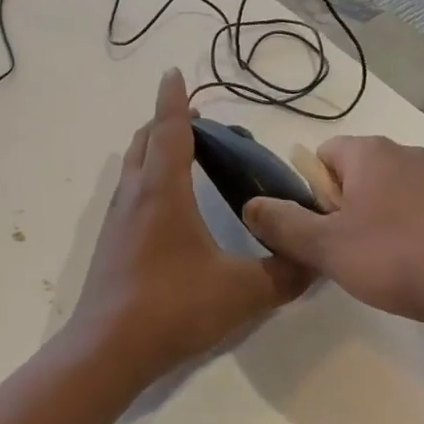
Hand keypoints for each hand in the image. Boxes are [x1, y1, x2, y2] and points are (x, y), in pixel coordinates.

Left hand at [68, 69, 309, 383]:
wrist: (106, 350)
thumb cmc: (172, 307)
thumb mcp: (241, 293)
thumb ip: (284, 274)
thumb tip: (317, 260)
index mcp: (163, 190)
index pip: (169, 129)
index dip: (174, 99)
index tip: (174, 72)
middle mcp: (135, 193)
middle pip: (145, 140)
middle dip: (167, 122)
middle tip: (200, 126)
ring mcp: (118, 217)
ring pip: (134, 164)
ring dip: (155, 149)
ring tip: (187, 157)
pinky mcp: (111, 240)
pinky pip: (130, 189)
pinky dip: (148, 176)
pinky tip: (170, 206)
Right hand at [242, 135, 423, 337]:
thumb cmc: (397, 259)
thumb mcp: (326, 247)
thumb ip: (281, 223)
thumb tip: (249, 204)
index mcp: (370, 151)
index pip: (321, 156)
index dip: (313, 195)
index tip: (324, 232)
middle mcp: (405, 152)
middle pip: (353, 175)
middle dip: (343, 210)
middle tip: (348, 253)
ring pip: (385, 194)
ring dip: (374, 223)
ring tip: (382, 266)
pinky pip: (416, 210)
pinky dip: (407, 232)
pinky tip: (414, 267)